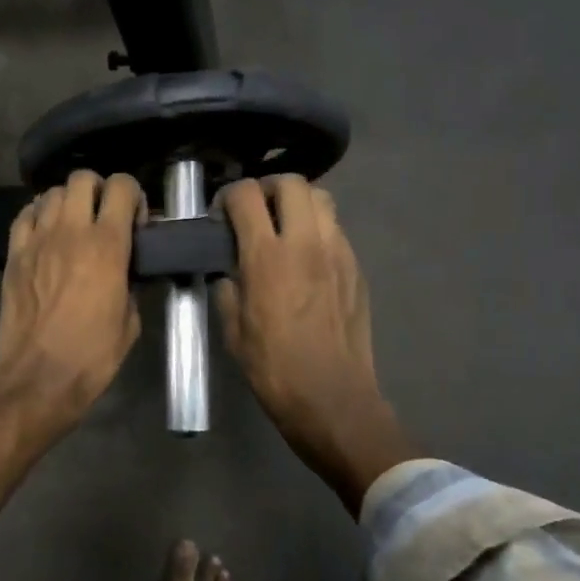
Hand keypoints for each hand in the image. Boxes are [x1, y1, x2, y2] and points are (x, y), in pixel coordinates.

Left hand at [0, 171, 141, 514]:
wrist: (38, 379)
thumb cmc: (92, 356)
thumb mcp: (130, 321)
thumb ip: (131, 283)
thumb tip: (129, 268)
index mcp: (107, 245)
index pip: (122, 187)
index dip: (133, 196)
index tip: (135, 221)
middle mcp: (71, 231)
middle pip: (82, 178)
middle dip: (99, 190)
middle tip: (104, 216)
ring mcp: (37, 240)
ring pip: (51, 192)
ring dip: (67, 201)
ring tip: (73, 224)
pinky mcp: (13, 254)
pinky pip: (24, 214)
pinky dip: (38, 214)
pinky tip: (46, 232)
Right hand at [215, 175, 415, 513]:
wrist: (332, 398)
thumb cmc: (274, 369)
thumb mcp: (233, 331)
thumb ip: (228, 289)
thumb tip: (229, 271)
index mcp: (267, 257)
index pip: (246, 195)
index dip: (229, 196)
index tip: (222, 214)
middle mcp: (306, 243)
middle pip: (291, 182)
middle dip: (267, 187)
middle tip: (256, 210)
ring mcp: (338, 252)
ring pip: (322, 198)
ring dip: (299, 202)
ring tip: (285, 225)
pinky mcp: (357, 268)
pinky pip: (337, 229)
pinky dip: (318, 229)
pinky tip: (308, 257)